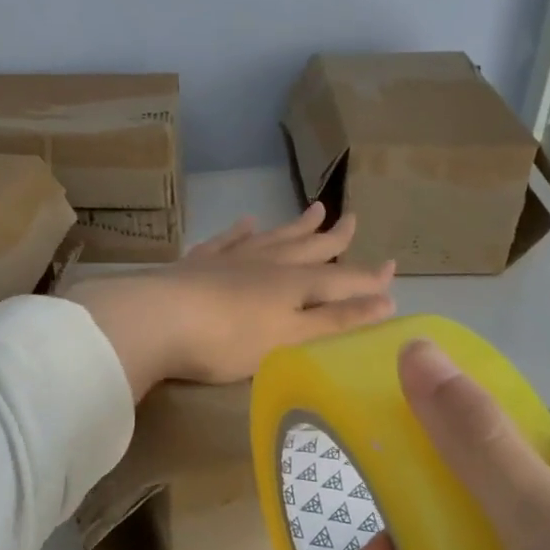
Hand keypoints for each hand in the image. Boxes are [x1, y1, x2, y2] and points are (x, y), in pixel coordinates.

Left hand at [67, 203, 395, 398]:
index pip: (341, 279)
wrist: (157, 319)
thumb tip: (386, 302)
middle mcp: (266, 264)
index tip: (392, 267)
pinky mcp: (197, 264)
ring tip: (314, 209)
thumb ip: (336, 321)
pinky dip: (240, 231)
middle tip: (352, 218)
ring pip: (271, 237)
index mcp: (293, 285)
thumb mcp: (290, 338)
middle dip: (333, 237)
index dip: (368, 278)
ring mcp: (230, 259)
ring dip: (295, 226)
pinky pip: (226, 240)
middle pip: (307, 247)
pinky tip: (247, 222)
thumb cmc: (228, 340)